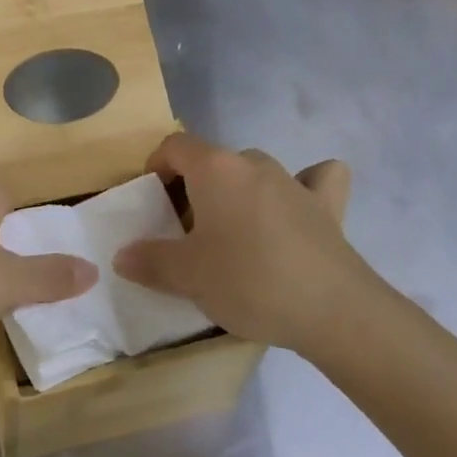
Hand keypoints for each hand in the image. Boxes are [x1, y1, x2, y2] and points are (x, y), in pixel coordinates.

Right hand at [114, 132, 380, 353]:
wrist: (332, 310)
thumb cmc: (248, 281)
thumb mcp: (187, 276)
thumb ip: (150, 261)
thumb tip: (123, 255)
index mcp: (215, 168)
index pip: (175, 145)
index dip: (156, 167)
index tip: (152, 202)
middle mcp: (253, 163)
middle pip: (213, 162)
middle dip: (195, 188)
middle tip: (187, 233)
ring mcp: (294, 181)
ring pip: (254, 173)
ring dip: (238, 193)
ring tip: (233, 234)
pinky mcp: (328, 205)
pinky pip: (314, 181)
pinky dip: (304, 187)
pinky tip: (298, 207)